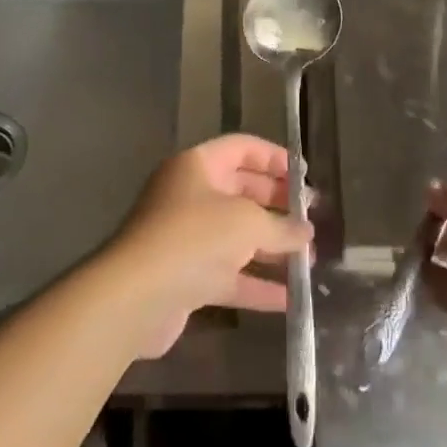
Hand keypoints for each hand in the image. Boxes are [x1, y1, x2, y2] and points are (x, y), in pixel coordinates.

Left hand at [102, 134, 312, 359]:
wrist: (136, 297)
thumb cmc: (193, 238)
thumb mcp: (247, 224)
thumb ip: (281, 227)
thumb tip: (306, 233)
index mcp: (197, 166)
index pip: (242, 148)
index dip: (275, 158)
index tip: (305, 176)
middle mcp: (189, 195)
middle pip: (241, 191)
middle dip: (277, 205)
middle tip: (310, 219)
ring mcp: (186, 237)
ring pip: (236, 236)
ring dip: (271, 247)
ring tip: (308, 260)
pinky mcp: (185, 277)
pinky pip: (228, 274)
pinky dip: (256, 283)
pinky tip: (289, 298)